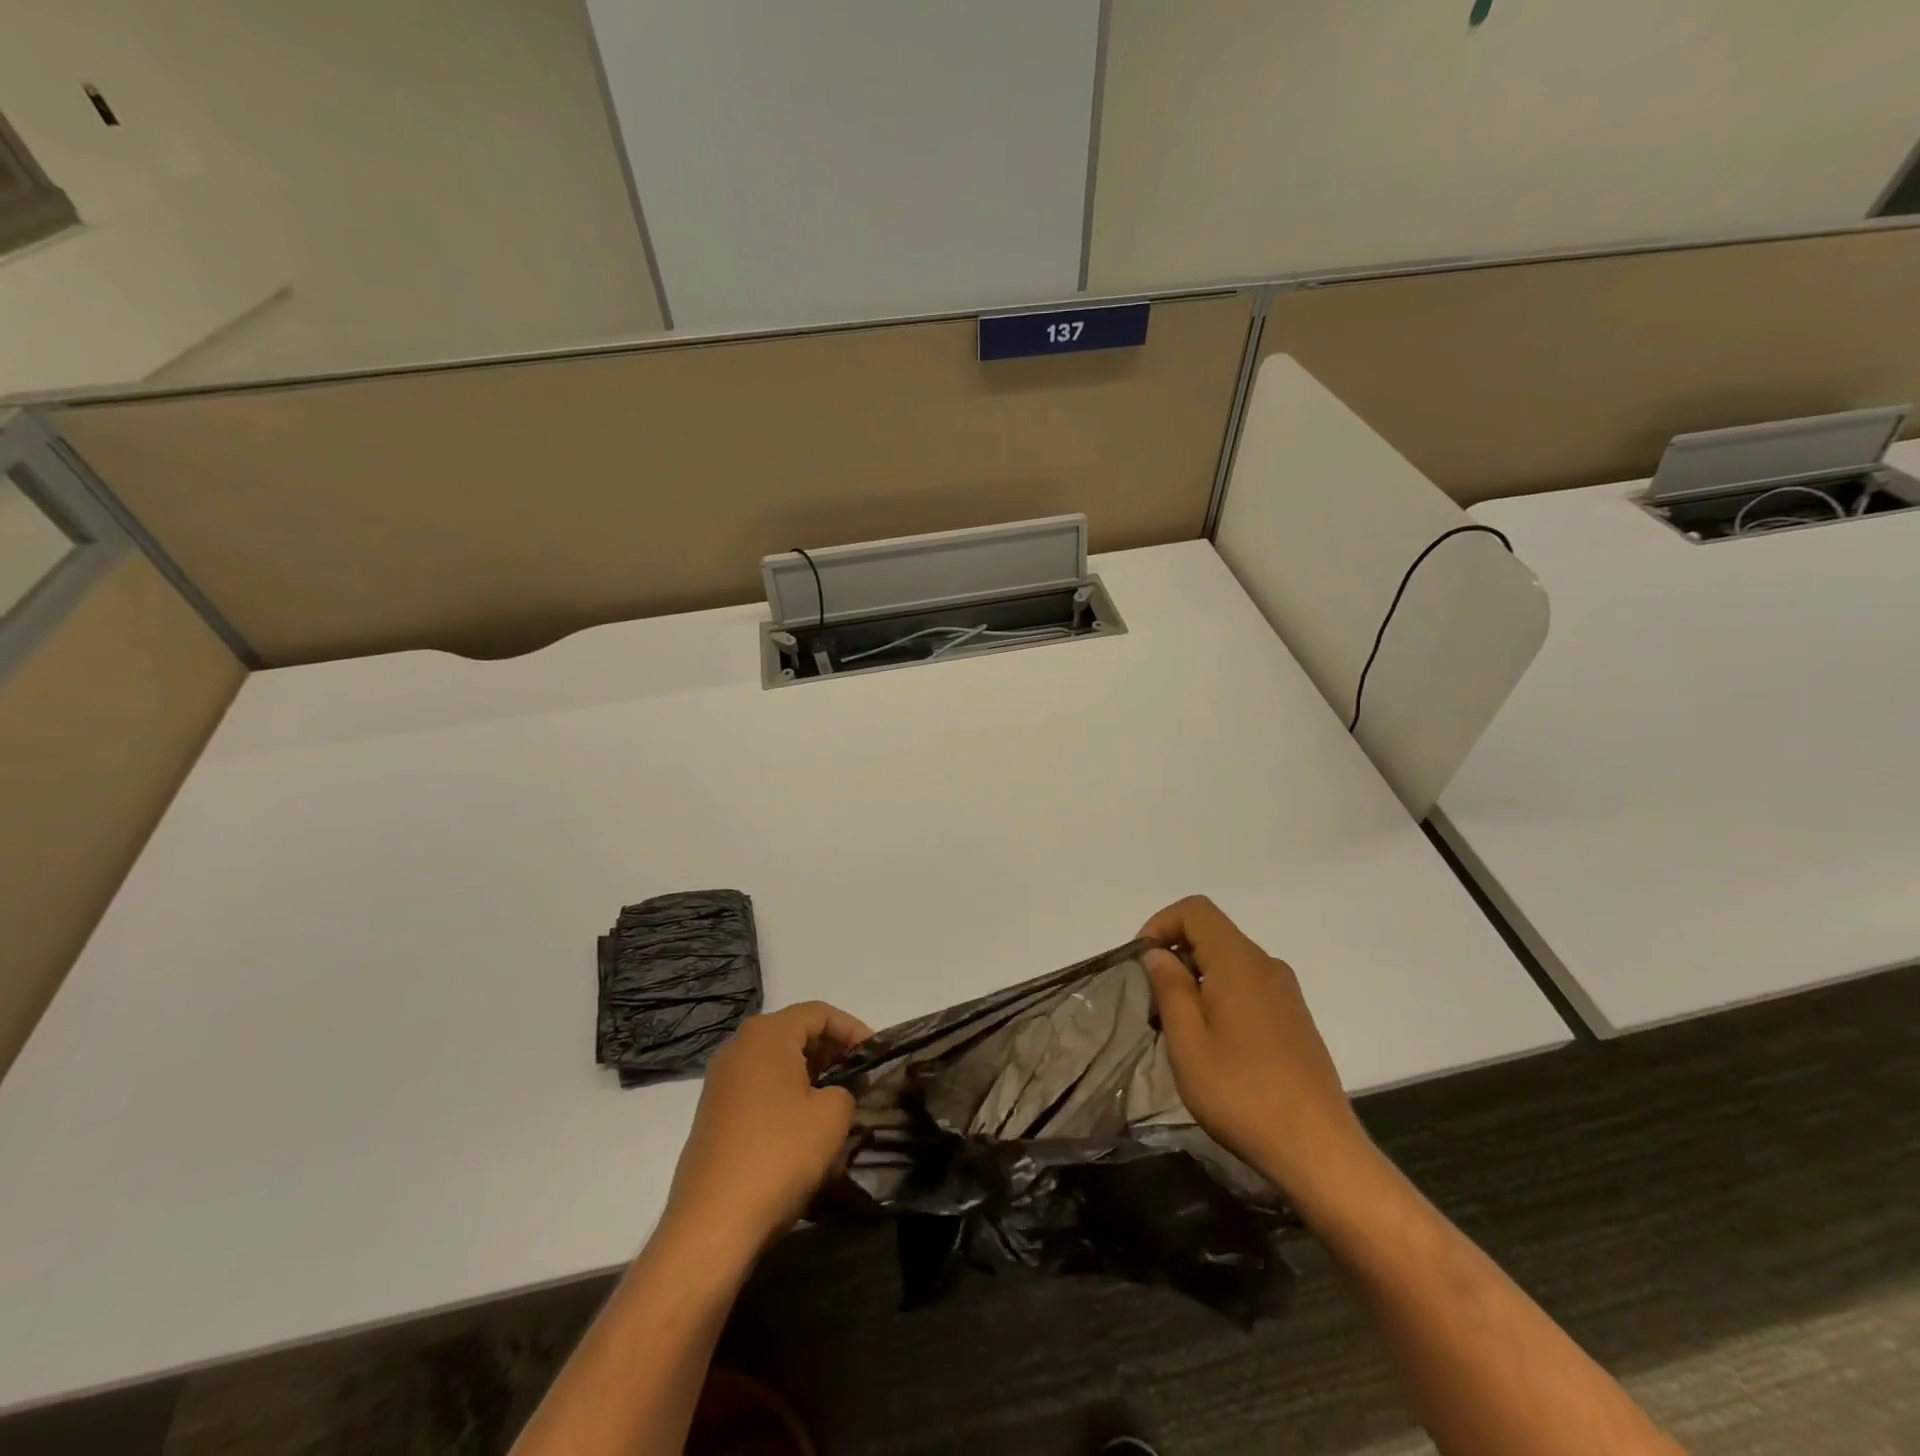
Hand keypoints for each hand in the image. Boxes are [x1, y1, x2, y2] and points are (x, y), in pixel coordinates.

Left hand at [661, 1001, 870, 1259]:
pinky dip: (787, 1097)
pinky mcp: (714, 1115)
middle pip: (795, 1034)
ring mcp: (721, 1082)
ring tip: (839, 1105)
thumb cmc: (778, 1154)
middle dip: (832, 1053)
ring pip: (778, 1063)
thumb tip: (837, 1093)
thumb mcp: (832, 1116)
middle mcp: (739, 1048)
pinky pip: (761, 1090)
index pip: (819, 1013)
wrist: (712, 1224)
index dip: (853, 1030)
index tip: (875, 1056)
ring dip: (811, 1077)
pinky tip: (806, 1130)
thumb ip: (846, 1090)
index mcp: (767, 1034)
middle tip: (861, 1079)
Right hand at [1140, 896, 1372, 1206]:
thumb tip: (1159, 953)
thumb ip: (1170, 988)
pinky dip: (1220, 996)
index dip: (1161, 924)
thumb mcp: (1188, 1042)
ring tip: (1180, 1030)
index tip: (1143, 964)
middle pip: (1212, 934)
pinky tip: (1214, 1045)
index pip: (1196, 910)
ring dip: (1196, 980)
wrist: (1318, 1151)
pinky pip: (1248, 986)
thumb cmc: (1242, 1094)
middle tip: (1155, 1006)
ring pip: (1229, 962)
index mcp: (1240, 962)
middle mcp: (1267, 966)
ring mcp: (1286, 993)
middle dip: (1176, 956)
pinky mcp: (1295, 1019)